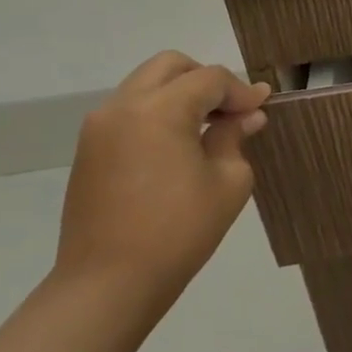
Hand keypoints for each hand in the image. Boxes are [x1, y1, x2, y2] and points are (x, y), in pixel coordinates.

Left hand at [56, 52, 272, 308]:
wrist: (108, 284)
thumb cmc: (179, 231)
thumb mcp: (228, 181)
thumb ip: (234, 138)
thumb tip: (245, 117)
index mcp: (159, 110)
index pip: (209, 79)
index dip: (241, 90)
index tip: (262, 109)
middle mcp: (123, 107)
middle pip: (170, 67)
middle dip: (206, 79)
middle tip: (232, 110)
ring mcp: (99, 128)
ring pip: (146, 85)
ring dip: (180, 95)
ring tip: (208, 128)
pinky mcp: (89, 151)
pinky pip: (130, 111)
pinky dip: (158, 113)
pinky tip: (180, 145)